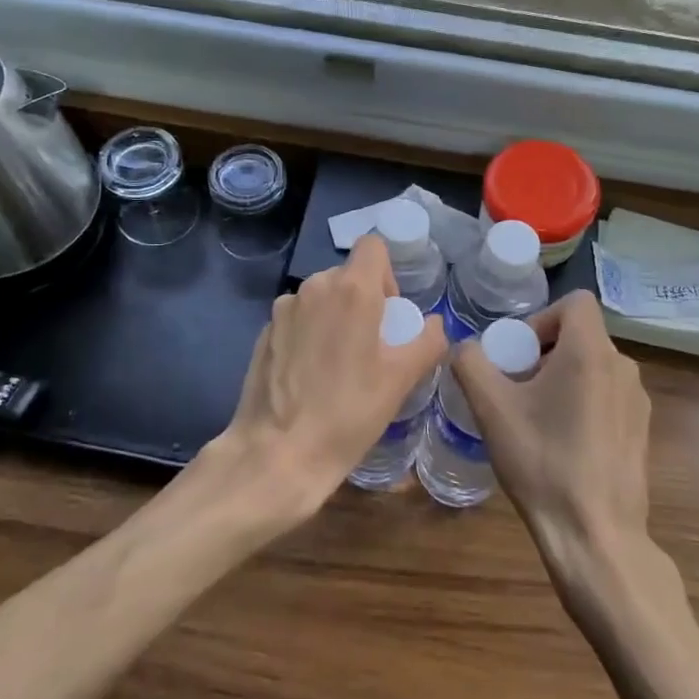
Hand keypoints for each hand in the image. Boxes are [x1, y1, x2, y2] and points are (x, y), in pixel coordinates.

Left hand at [203, 234, 445, 527]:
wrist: (278, 453)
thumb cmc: (348, 412)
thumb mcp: (401, 380)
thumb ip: (427, 341)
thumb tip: (435, 324)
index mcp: (351, 289)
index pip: (373, 246)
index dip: (387, 273)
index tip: (390, 312)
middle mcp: (314, 287)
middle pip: (347, 274)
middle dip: (363, 300)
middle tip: (371, 346)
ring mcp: (283, 309)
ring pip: (320, 297)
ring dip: (334, 317)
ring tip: (339, 365)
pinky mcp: (263, 333)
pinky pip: (297, 319)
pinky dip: (309, 334)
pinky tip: (310, 376)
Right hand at [451, 292, 657, 590]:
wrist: (595, 535)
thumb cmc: (542, 461)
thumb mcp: (491, 409)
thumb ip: (470, 363)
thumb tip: (466, 348)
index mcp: (591, 352)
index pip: (575, 301)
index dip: (542, 317)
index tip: (519, 353)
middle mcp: (623, 367)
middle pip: (581, 336)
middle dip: (545, 352)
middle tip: (517, 388)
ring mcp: (638, 401)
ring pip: (594, 367)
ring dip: (562, 379)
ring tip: (536, 419)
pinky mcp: (642, 431)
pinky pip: (608, 396)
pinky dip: (583, 403)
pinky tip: (563, 445)